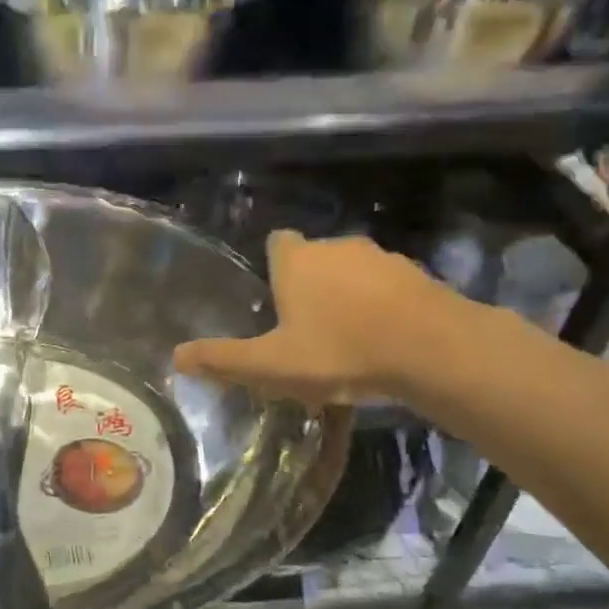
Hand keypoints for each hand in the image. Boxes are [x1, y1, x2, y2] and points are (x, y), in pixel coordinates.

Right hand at [173, 231, 468, 406]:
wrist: (433, 350)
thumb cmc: (339, 352)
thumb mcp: (271, 365)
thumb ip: (223, 359)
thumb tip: (175, 356)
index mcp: (297, 261)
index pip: (277, 243)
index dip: (273, 266)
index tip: (273, 297)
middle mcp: (337, 247)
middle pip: (314, 258)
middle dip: (307, 285)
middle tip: (302, 330)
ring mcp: (382, 257)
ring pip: (352, 271)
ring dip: (346, 295)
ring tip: (344, 339)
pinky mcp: (417, 275)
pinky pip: (387, 287)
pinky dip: (381, 305)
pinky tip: (382, 340)